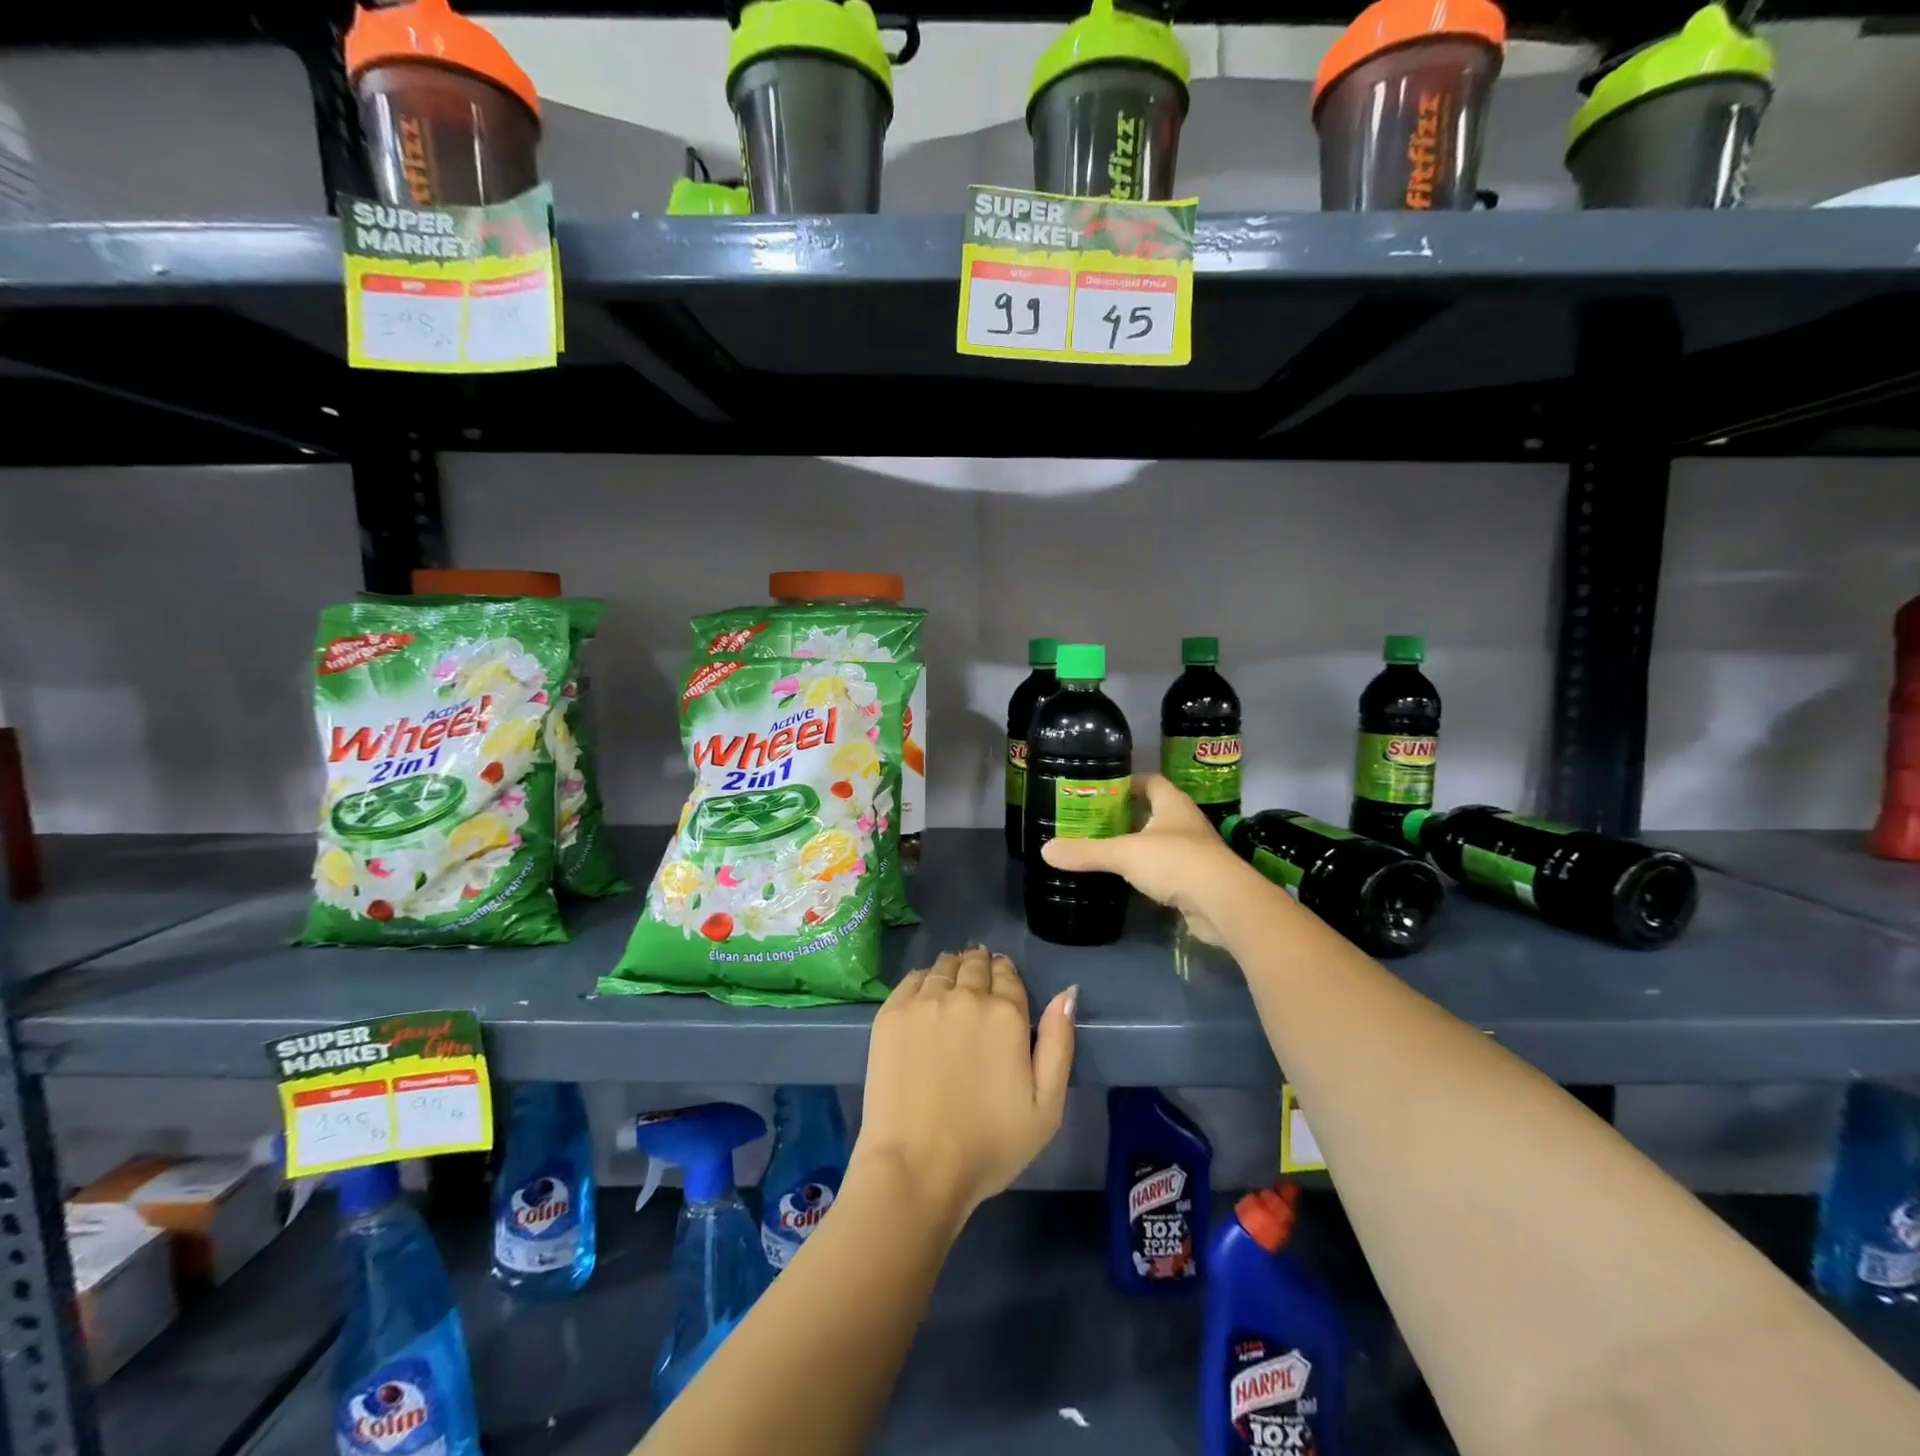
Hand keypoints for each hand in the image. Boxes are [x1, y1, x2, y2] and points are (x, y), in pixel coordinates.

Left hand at [855, 948, 1074, 1227]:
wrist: (916, 1167)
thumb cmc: (988, 1145)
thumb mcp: (1046, 1107)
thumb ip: (1059, 1043)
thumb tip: (1067, 992)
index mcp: (1006, 1014)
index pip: (1008, 974)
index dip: (1007, 975)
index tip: (1004, 983)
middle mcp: (965, 996)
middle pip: (976, 964)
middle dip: (981, 967)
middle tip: (979, 979)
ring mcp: (924, 1001)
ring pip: (944, 966)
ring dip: (954, 969)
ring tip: (954, 981)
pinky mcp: (891, 1013)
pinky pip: (913, 978)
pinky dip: (925, 979)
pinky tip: (926, 994)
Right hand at [1040, 773, 1255, 943]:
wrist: (1223, 904)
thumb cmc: (1175, 861)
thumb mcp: (1123, 853)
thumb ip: (1085, 852)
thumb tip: (1045, 851)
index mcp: (1172, 804)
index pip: (1151, 782)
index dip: (1129, 783)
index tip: (1103, 790)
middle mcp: (1186, 823)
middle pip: (1154, 812)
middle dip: (1128, 816)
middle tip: (1095, 822)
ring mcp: (1195, 853)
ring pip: (1161, 842)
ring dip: (1139, 846)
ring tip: (1106, 850)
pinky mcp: (1197, 882)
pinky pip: (1167, 870)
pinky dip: (1149, 873)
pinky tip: (1129, 881)